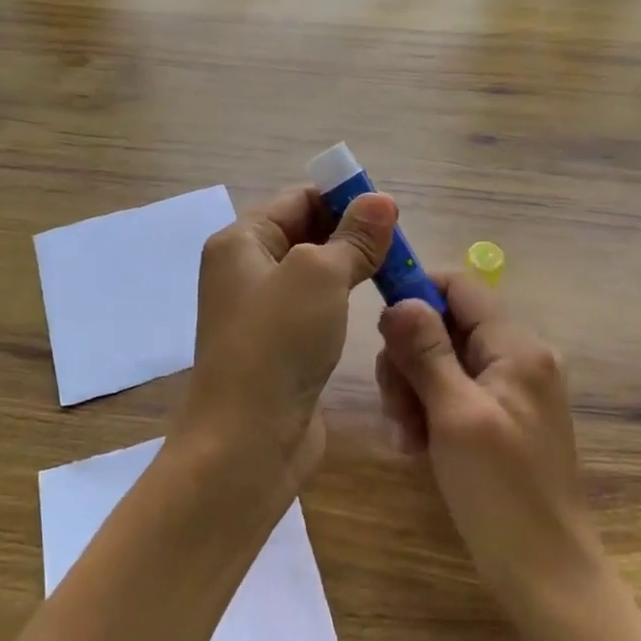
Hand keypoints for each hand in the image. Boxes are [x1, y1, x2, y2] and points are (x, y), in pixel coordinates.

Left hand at [176, 184, 395, 489]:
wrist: (248, 440)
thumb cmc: (278, 343)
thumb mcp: (320, 275)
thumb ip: (353, 237)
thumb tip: (382, 200)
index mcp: (241, 241)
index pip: (298, 199)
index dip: (344, 199)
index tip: (391, 212)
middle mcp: (245, 269)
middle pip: (305, 232)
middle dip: (351, 233)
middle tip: (400, 244)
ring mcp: (261, 310)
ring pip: (314, 272)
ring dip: (351, 267)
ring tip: (394, 270)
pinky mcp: (279, 345)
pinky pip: (315, 307)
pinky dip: (342, 301)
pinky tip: (371, 305)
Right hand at [376, 275, 605, 621]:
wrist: (550, 579)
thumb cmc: (502, 494)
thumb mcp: (455, 416)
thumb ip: (426, 352)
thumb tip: (399, 300)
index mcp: (517, 347)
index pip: (460, 286)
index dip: (416, 293)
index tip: (380, 329)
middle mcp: (519, 358)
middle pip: (445, 325)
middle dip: (410, 358)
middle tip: (397, 407)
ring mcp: (513, 390)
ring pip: (443, 361)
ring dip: (414, 391)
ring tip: (408, 438)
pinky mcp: (503, 420)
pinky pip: (455, 393)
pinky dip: (431, 412)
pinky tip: (420, 448)